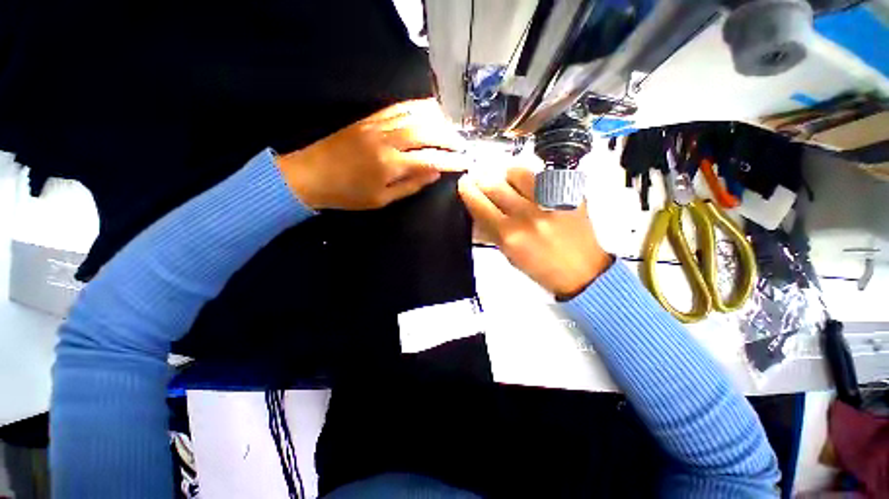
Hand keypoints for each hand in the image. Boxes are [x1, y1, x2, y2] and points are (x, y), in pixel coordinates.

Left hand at [276, 99, 466, 209]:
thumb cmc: (347, 194)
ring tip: (450, 129)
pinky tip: (429, 112)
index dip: (451, 160)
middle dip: (449, 137)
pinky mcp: (369, 118)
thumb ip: (410, 186)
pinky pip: (399, 107)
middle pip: (426, 130)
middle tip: (461, 145)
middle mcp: (386, 139)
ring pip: (415, 114)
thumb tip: (435, 174)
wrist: (310, 174)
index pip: (430, 159)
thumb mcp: (382, 199)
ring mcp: (377, 124)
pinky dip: (418, 107)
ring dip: (437, 120)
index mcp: (390, 164)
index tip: (465, 162)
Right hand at [458, 167, 611, 297]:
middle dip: (482, 180)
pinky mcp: (568, 194)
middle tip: (481, 180)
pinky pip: (541, 176)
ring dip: (506, 176)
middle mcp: (528, 215)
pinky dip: (529, 178)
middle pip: (494, 184)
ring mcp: (549, 202)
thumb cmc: (542, 268)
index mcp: (510, 235)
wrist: (583, 271)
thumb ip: (491, 231)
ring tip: (507, 183)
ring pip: (518, 172)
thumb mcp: (509, 254)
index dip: (468, 191)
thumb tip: (476, 211)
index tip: (464, 184)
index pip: (480, 205)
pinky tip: (530, 187)